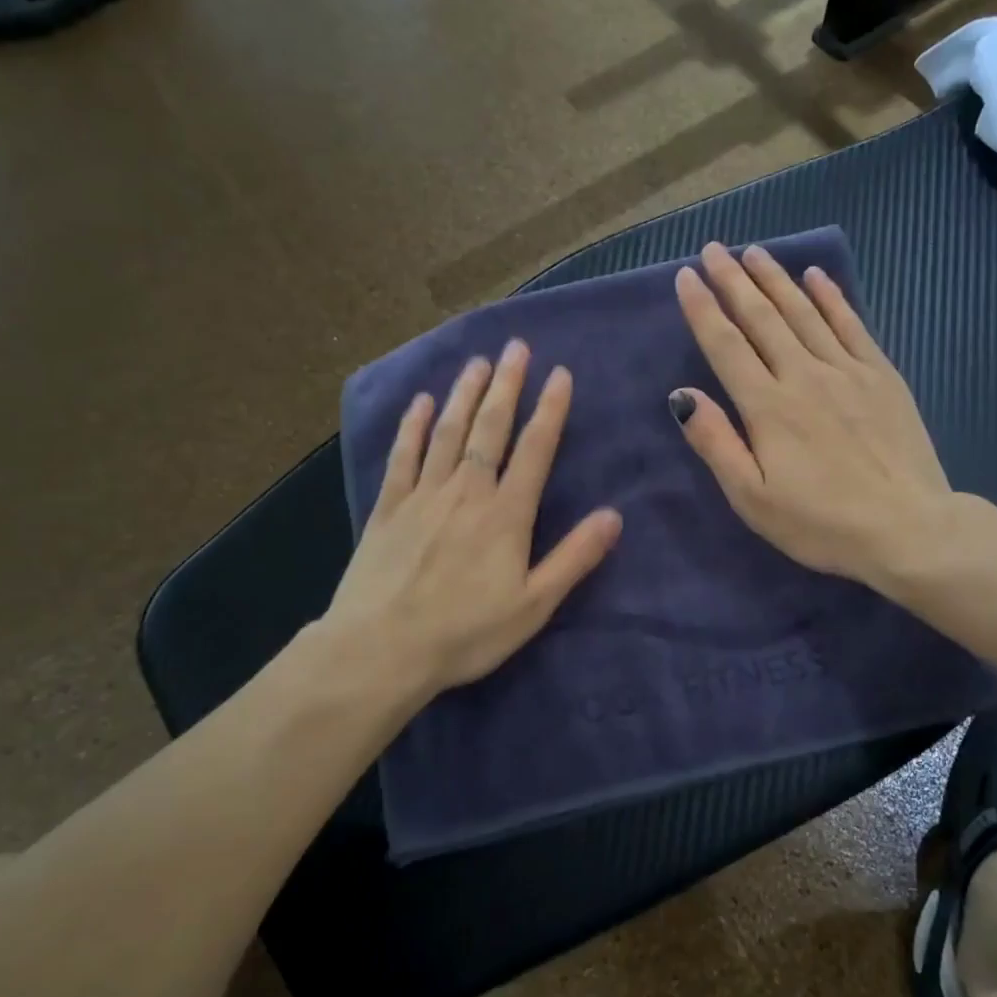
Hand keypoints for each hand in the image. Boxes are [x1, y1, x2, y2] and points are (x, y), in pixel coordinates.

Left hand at [325, 341, 622, 699]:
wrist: (381, 649)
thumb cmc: (466, 633)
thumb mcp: (533, 605)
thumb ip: (574, 558)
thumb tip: (614, 516)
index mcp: (506, 514)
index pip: (535, 449)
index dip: (550, 409)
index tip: (560, 373)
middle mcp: (466, 491)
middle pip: (490, 428)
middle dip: (506, 385)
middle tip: (517, 347)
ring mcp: (423, 495)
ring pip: (447, 432)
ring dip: (464, 394)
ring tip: (478, 362)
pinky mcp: (388, 507)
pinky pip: (403, 455)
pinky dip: (412, 425)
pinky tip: (420, 402)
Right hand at [670, 243, 961, 597]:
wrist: (906, 528)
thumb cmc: (820, 522)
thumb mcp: (752, 498)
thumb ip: (716, 443)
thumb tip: (681, 395)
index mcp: (767, 406)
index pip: (725, 345)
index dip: (703, 308)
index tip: (685, 276)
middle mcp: (803, 375)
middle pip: (762, 317)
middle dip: (733, 280)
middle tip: (714, 249)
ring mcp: (847, 370)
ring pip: (803, 312)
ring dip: (775, 279)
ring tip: (754, 252)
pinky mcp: (881, 376)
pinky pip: (851, 324)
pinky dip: (831, 297)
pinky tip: (817, 276)